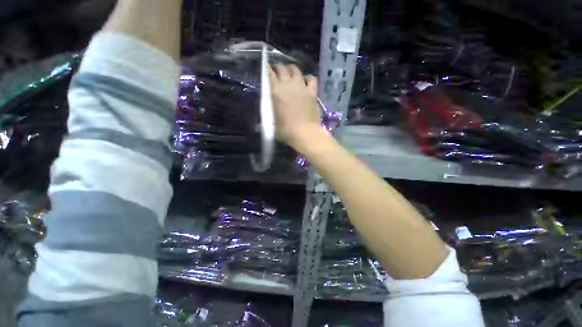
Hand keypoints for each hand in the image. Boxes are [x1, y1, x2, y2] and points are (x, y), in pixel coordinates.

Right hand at [269, 64, 324, 151]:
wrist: (305, 133)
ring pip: (296, 70)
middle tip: (277, 71)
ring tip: (290, 72)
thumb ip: (269, 117)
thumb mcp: (272, 124)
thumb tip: (261, 121)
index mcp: (276, 92)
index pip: (269, 74)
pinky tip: (306, 81)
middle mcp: (288, 85)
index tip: (267, 70)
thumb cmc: (286, 131)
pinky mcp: (312, 92)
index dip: (267, 70)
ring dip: (292, 69)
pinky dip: (308, 78)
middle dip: (278, 67)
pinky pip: (311, 79)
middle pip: (282, 68)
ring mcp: (301, 87)